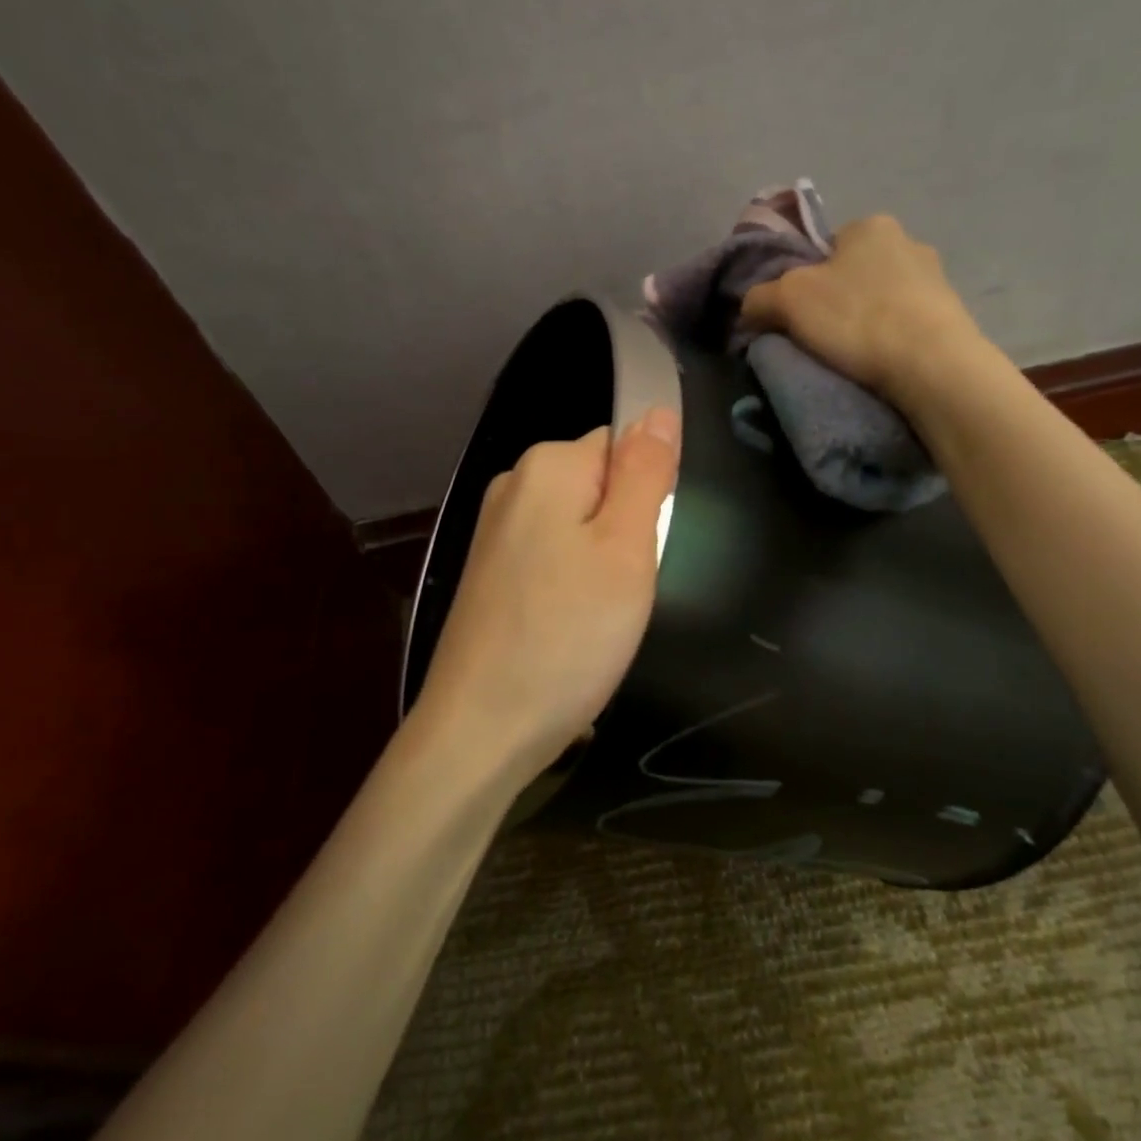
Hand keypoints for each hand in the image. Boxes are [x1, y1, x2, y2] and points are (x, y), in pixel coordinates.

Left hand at [413, 409, 681, 782]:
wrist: (481, 730)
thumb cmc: (566, 636)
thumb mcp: (626, 549)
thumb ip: (646, 473)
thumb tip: (659, 410)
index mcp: (546, 467)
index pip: (623, 446)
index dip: (647, 496)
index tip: (644, 550)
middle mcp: (512, 486)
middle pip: (600, 486)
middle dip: (625, 530)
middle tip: (626, 589)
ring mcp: (494, 532)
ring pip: (579, 527)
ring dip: (602, 564)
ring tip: (600, 615)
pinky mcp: (489, 575)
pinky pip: (552, 559)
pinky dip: (572, 587)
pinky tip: (571, 627)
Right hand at [739, 214, 981, 404]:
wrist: (931, 364)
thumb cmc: (856, 317)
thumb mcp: (787, 300)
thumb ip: (759, 297)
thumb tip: (750, 307)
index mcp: (870, 225)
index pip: (826, 248)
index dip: (805, 280)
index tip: (799, 314)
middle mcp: (909, 241)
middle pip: (854, 273)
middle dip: (838, 301)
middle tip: (821, 337)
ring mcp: (937, 278)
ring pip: (883, 299)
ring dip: (867, 321)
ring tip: (853, 356)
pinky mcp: (953, 315)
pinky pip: (907, 323)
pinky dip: (892, 339)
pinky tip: (883, 362)